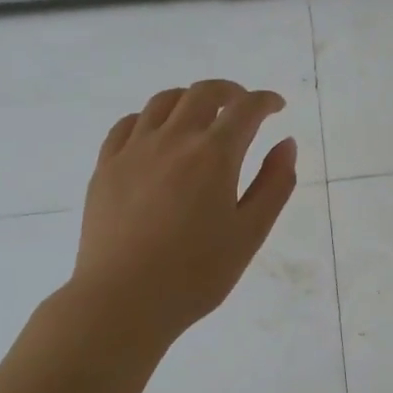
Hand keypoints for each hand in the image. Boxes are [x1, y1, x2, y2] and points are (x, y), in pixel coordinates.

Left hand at [67, 79, 296, 345]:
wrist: (123, 300)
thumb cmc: (197, 273)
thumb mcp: (250, 233)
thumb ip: (274, 184)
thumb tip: (286, 144)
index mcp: (214, 155)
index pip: (245, 109)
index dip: (265, 101)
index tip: (277, 107)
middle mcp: (173, 140)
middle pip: (202, 93)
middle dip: (229, 92)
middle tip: (243, 107)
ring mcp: (133, 150)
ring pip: (163, 102)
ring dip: (190, 100)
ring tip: (202, 116)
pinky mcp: (105, 167)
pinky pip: (128, 124)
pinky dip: (151, 118)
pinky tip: (157, 135)